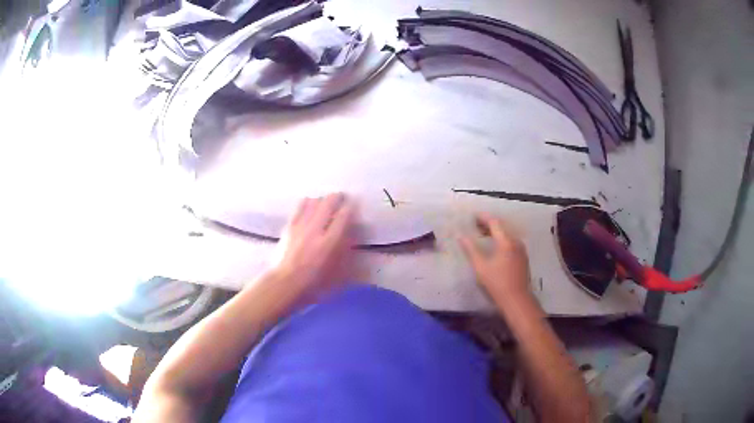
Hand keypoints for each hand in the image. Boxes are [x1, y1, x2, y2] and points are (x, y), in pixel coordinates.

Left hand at [272, 193, 355, 294]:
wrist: (285, 284)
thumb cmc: (314, 284)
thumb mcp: (337, 273)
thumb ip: (345, 252)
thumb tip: (350, 235)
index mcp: (330, 242)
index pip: (343, 217)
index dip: (350, 208)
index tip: (353, 205)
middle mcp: (316, 230)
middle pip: (328, 203)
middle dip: (337, 198)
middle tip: (341, 197)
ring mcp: (301, 226)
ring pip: (313, 202)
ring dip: (322, 199)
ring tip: (325, 202)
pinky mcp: (289, 226)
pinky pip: (299, 207)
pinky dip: (307, 203)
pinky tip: (309, 203)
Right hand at [459, 213, 531, 303]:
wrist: (516, 299)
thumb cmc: (497, 283)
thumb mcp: (480, 267)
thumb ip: (471, 250)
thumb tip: (461, 237)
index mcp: (506, 242)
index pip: (494, 223)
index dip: (483, 218)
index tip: (473, 216)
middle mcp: (516, 242)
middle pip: (502, 227)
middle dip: (489, 224)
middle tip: (476, 225)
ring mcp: (521, 250)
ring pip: (508, 235)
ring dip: (496, 233)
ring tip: (484, 235)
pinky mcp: (523, 258)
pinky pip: (512, 243)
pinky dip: (502, 240)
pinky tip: (496, 248)